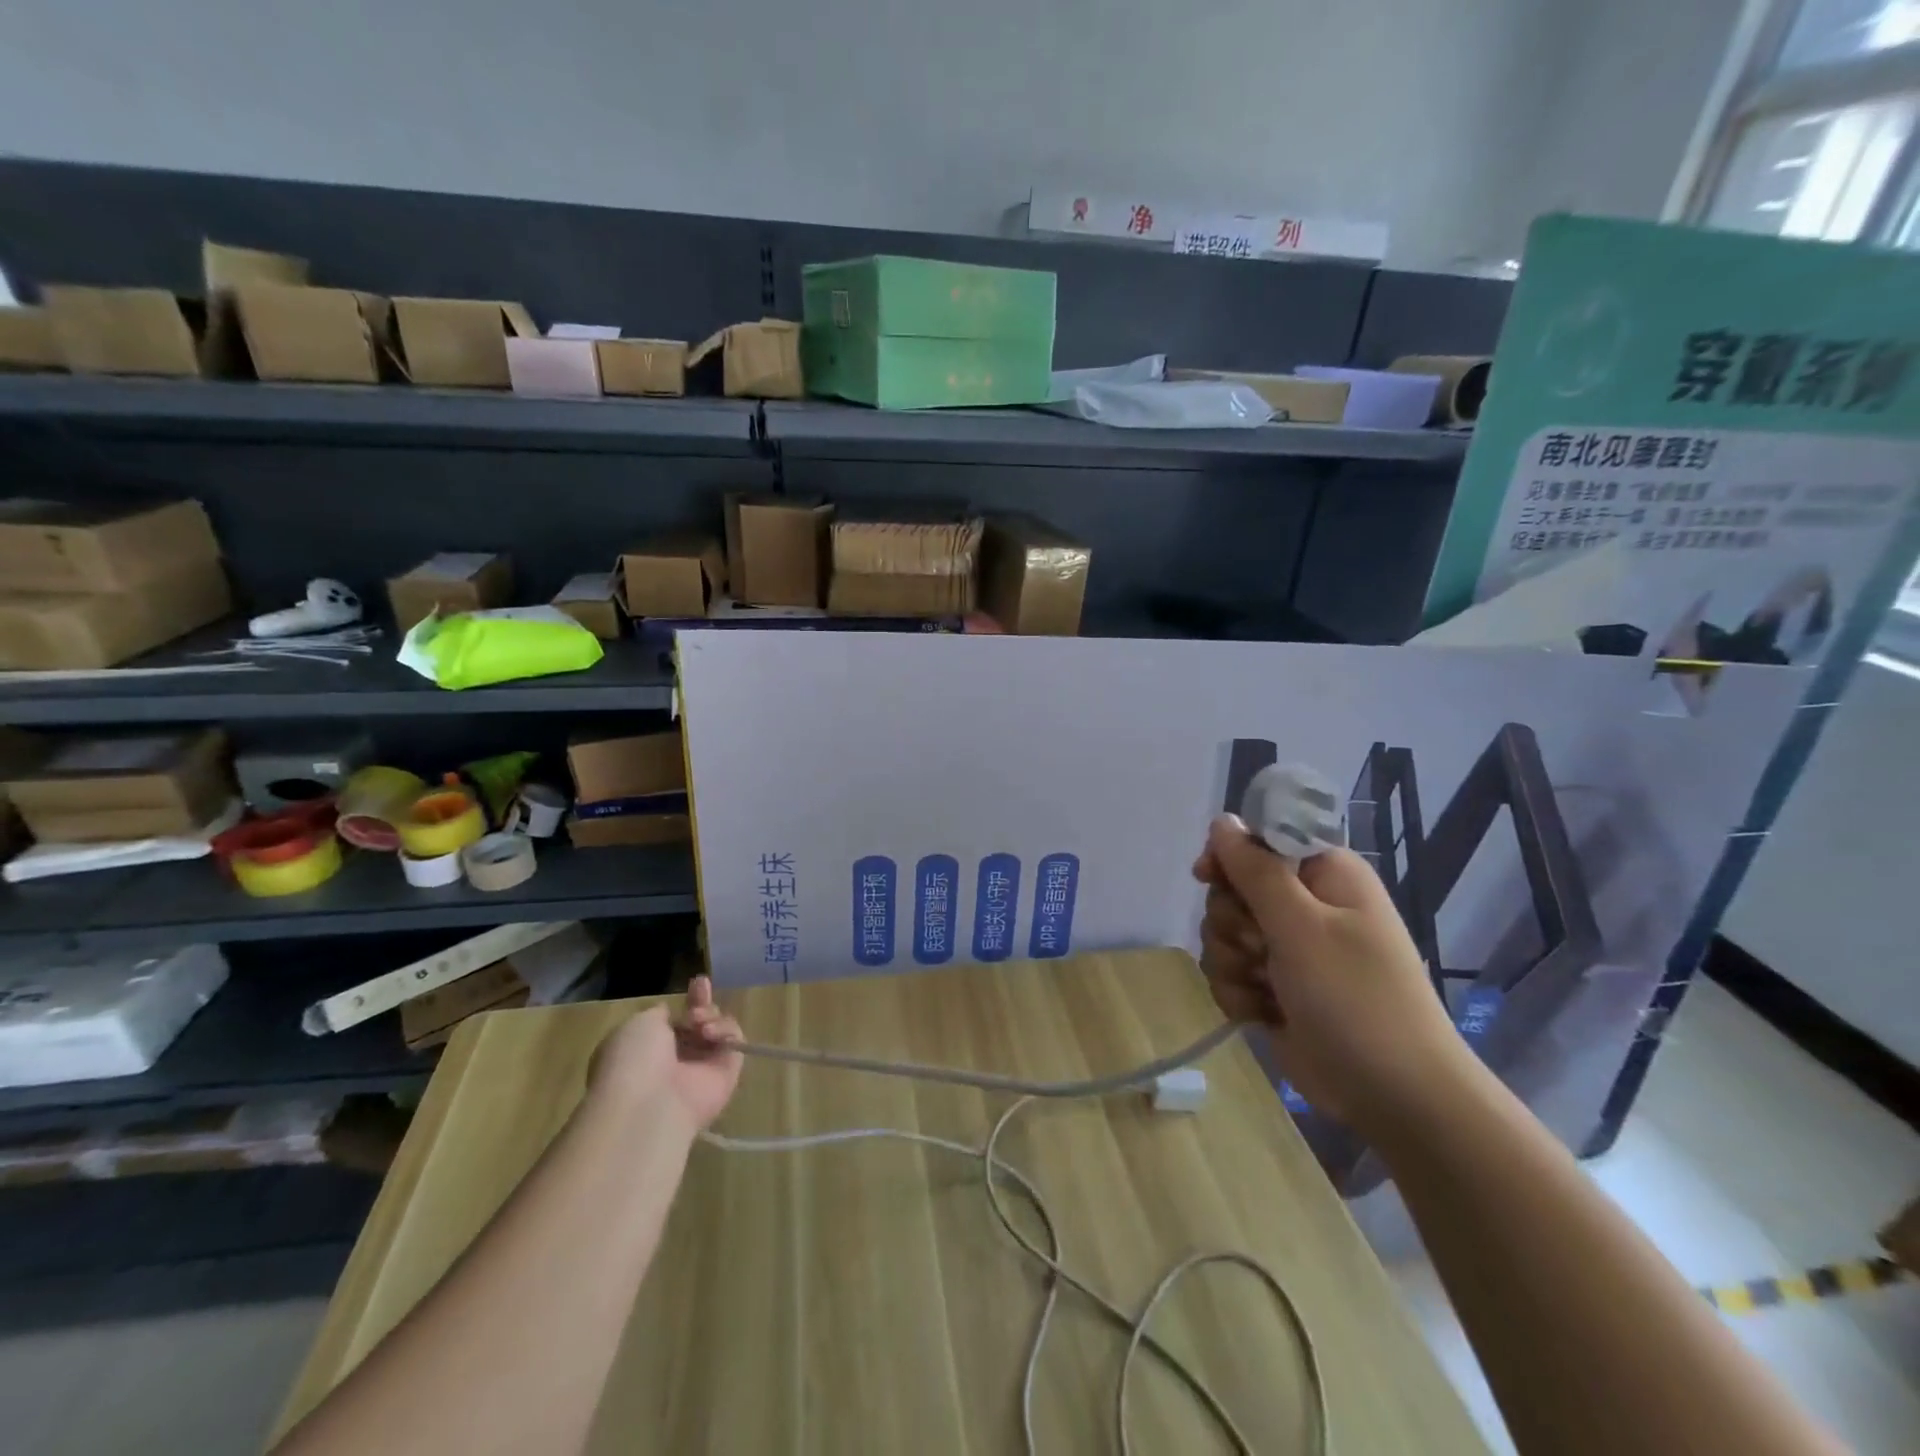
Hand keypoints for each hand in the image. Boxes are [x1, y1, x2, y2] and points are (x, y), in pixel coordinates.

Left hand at [588, 976, 743, 1133]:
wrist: (649, 1105)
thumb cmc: (633, 1061)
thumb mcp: (638, 1024)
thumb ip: (659, 1014)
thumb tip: (669, 1013)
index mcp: (648, 1050)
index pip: (674, 1022)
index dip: (686, 1002)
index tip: (698, 983)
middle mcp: (677, 1059)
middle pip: (699, 1022)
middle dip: (702, 1004)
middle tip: (702, 989)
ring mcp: (702, 1068)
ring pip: (718, 1028)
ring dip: (711, 1015)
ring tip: (699, 1022)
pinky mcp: (727, 1074)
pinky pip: (734, 1043)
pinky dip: (726, 1031)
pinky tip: (710, 1034)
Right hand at [1193, 814, 1469, 1137]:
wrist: (1393, 1096)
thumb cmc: (1355, 998)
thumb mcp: (1302, 926)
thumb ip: (1256, 870)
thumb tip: (1222, 821)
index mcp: (1324, 875)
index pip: (1259, 840)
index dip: (1228, 856)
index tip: (1208, 877)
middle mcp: (1305, 905)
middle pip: (1231, 889)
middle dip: (1230, 922)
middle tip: (1259, 948)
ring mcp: (1288, 949)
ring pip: (1222, 934)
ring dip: (1231, 962)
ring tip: (1264, 989)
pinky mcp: (1273, 987)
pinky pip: (1228, 972)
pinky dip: (1237, 993)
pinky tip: (1260, 1013)